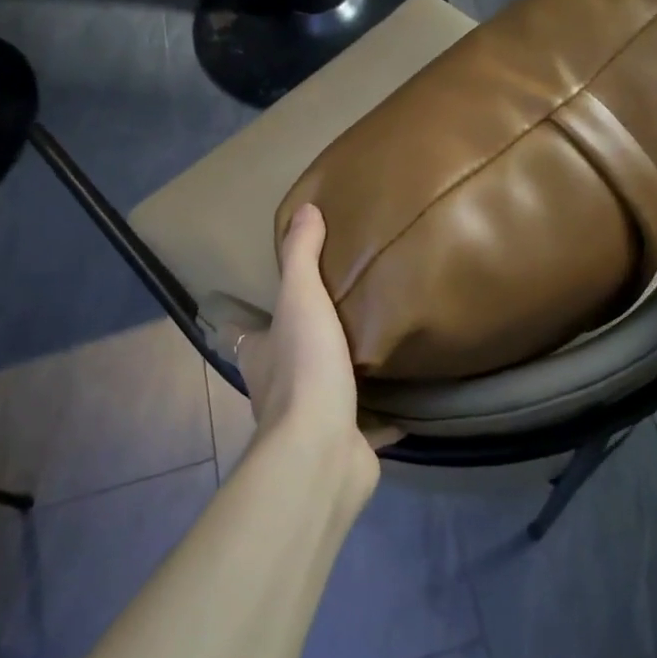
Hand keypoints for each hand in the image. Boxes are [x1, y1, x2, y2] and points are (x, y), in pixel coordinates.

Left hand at [237, 205, 396, 467]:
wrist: (322, 449)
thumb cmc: (304, 367)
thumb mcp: (301, 299)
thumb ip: (301, 255)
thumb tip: (305, 208)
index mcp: (262, 357)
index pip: (249, 334)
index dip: (257, 320)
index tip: (278, 303)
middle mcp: (278, 392)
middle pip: (289, 363)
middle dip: (307, 346)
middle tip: (340, 319)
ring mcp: (312, 422)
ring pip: (326, 394)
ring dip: (343, 380)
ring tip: (375, 351)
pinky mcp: (346, 445)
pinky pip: (366, 427)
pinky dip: (382, 418)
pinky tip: (407, 403)